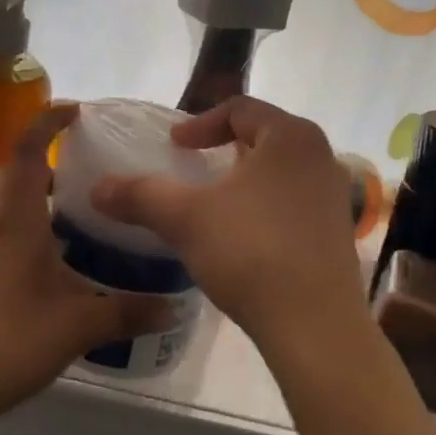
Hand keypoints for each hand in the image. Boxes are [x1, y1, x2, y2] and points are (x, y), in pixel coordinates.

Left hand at [0, 104, 172, 428]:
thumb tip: (173, 309)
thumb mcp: (75, 327)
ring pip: (2, 206)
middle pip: (13, 174)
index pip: (29, 151)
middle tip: (84, 176)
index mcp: (15, 219)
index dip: (49, 122)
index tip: (76, 112)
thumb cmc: (3, 340)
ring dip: (33, 200)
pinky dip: (21, 231)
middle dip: (45, 163)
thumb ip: (126, 313)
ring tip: (73, 221)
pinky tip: (46, 268)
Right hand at [90, 96, 366, 350]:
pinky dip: (264, 208)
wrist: (314, 325)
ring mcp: (334, 196)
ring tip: (215, 205)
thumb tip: (97, 188)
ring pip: (280, 172)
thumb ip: (140, 195)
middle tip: (193, 168)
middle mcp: (320, 156)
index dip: (200, 124)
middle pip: (264, 137)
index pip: (240, 109)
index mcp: (291, 136)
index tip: (174, 146)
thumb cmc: (251, 252)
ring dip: (245, 181)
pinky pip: (294, 203)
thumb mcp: (185, 218)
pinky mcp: (338, 232)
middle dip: (224, 149)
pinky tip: (243, 238)